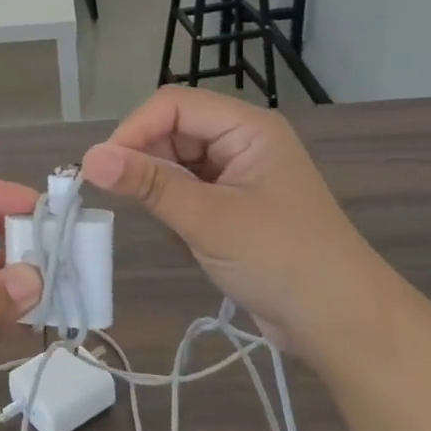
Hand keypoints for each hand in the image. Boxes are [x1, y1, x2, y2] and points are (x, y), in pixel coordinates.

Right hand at [80, 89, 396, 356]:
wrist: (341, 324)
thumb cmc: (282, 262)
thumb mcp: (208, 220)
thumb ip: (149, 184)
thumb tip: (89, 158)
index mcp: (247, 128)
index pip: (173, 105)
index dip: (134, 129)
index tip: (103, 169)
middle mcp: (241, 141)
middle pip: (172, 130)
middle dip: (146, 162)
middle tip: (129, 202)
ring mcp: (238, 174)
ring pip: (174, 162)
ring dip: (160, 189)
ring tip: (170, 226)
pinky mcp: (233, 204)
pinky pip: (185, 189)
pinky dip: (173, 208)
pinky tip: (184, 237)